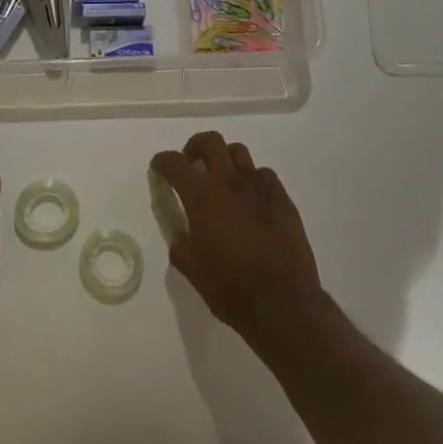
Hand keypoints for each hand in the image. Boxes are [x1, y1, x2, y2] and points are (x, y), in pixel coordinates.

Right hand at [150, 131, 324, 337]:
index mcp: (202, 197)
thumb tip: (180, 233)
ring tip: (221, 179)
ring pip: (239, 153)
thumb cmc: (230, 287)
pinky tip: (250, 199)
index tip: (159, 166)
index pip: (175, 164)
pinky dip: (251, 179)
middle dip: (194, 147)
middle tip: (191, 163)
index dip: (163, 161)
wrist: (282, 302)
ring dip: (224, 160)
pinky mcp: (283, 199)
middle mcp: (230, 183)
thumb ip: (180, 244)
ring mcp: (260, 188)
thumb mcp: (191, 269)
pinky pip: (264, 175)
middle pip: (211, 142)